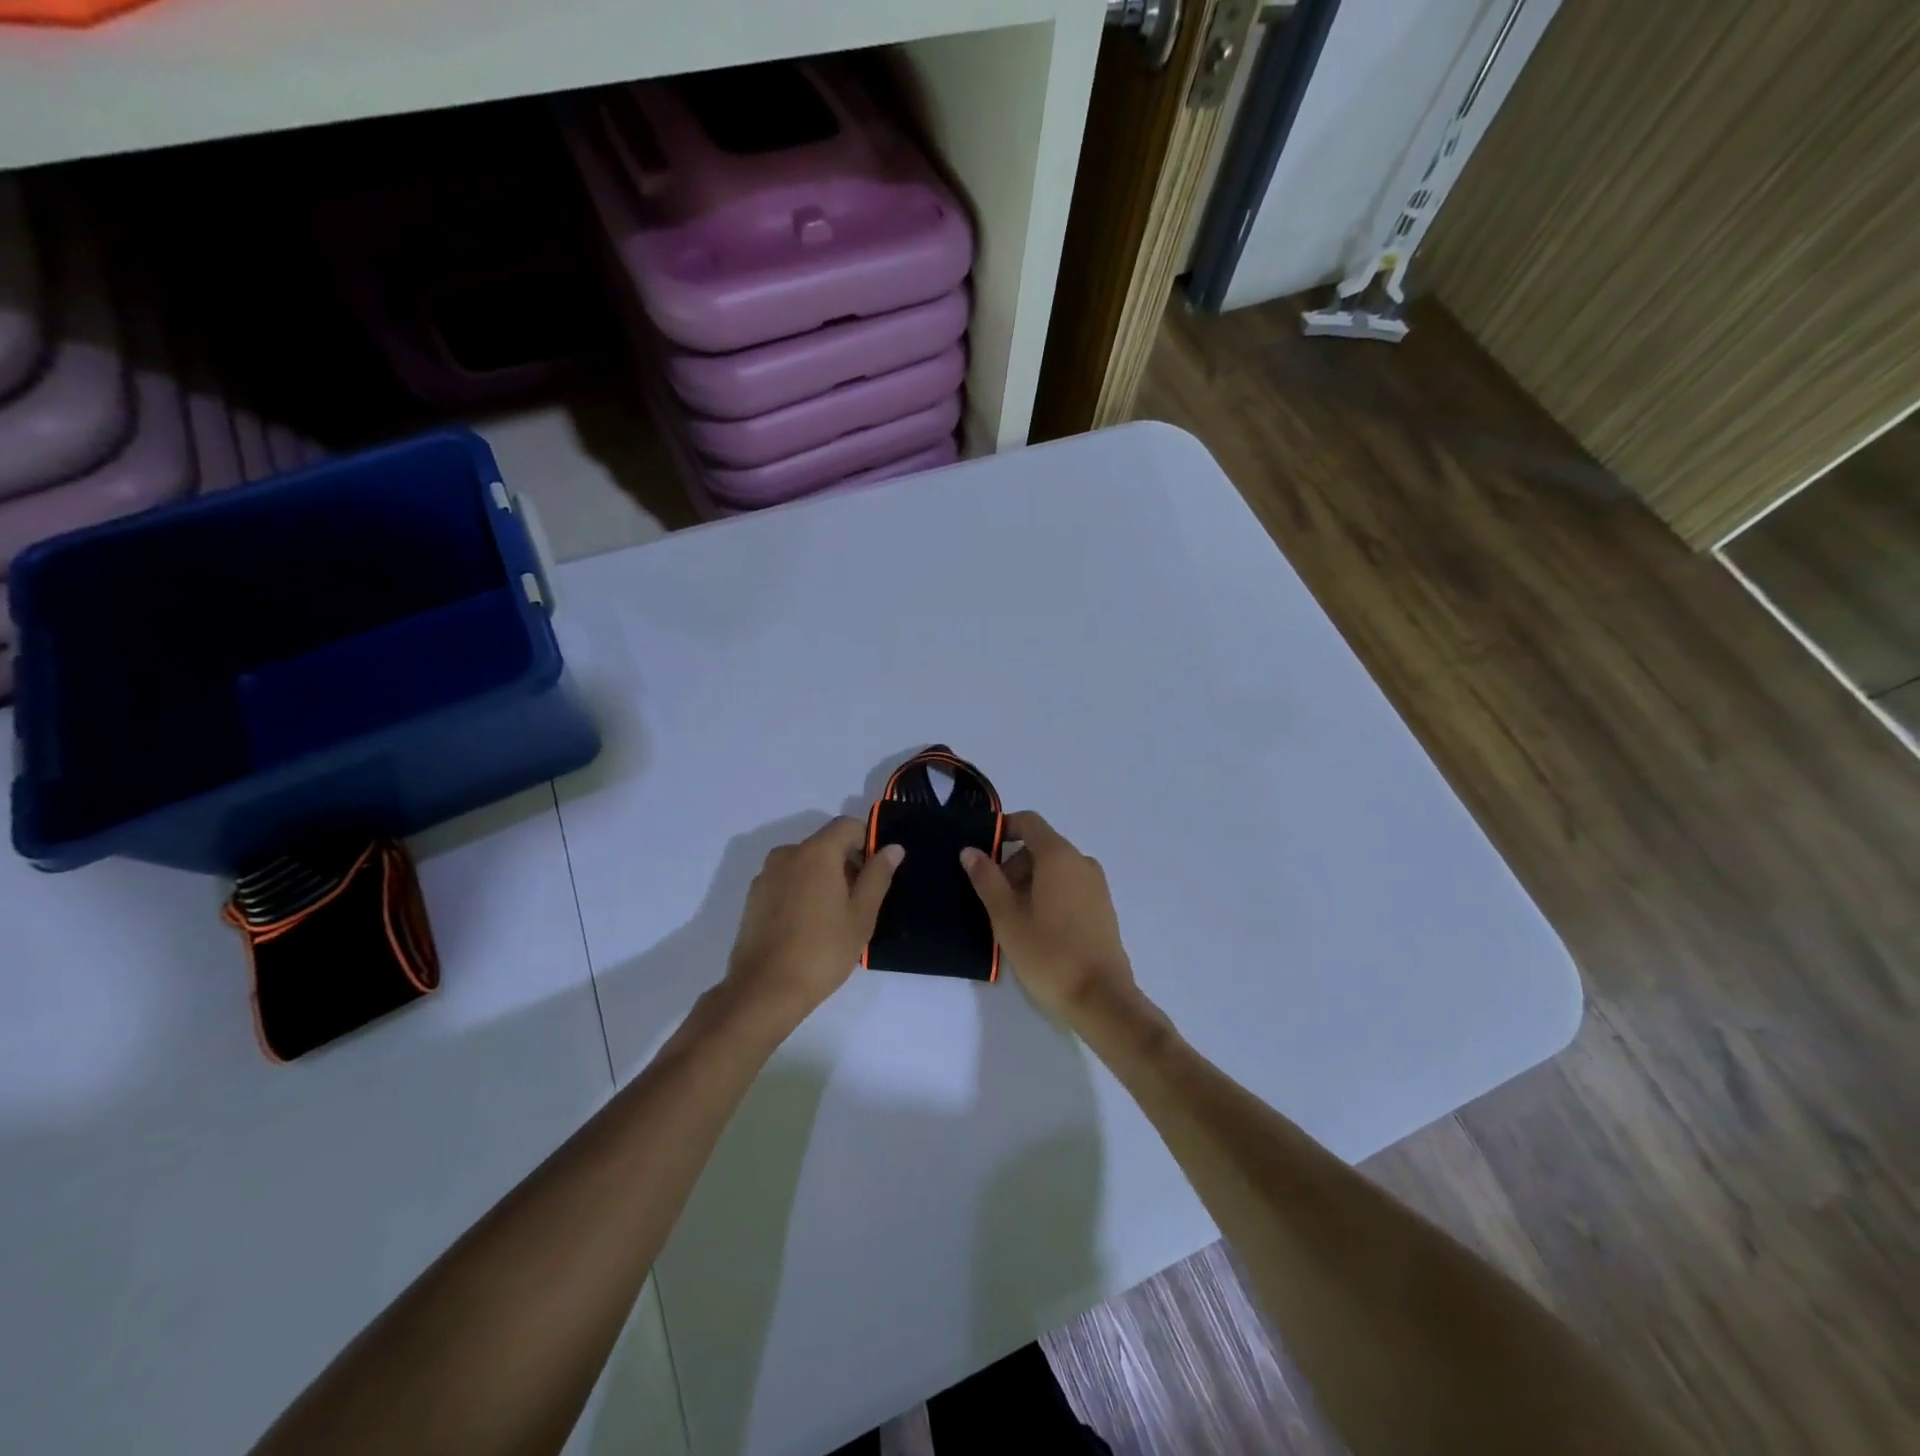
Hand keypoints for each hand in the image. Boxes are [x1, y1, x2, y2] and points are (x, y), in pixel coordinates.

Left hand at [725, 818, 902, 1026]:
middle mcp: (787, 854)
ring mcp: (766, 875)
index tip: (875, 874)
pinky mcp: (753, 897)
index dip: (867, 842)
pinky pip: (787, 881)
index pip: (848, 825)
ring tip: (833, 919)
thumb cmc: (822, 951)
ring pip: (805, 863)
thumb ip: (878, 875)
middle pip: (825, 843)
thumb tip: (892, 848)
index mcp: (816, 852)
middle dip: (846, 863)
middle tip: (859, 903)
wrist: (764, 991)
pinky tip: (808, 927)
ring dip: (823, 878)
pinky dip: (802, 891)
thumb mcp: (861, 915)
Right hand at [961, 811, 1136, 1020]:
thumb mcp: (1006, 917)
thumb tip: (971, 851)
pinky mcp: (1102, 907)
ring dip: (1029, 881)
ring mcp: (1096, 885)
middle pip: (1041, 846)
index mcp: (1059, 856)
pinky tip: (1037, 927)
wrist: (1101, 998)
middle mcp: (1081, 861)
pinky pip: (1070, 885)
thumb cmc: (1048, 953)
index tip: (982, 853)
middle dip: (1013, 864)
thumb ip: (986, 879)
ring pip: (1055, 868)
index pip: (1029, 822)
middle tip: (993, 898)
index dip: (1003, 829)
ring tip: (1012, 918)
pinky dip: (1049, 893)